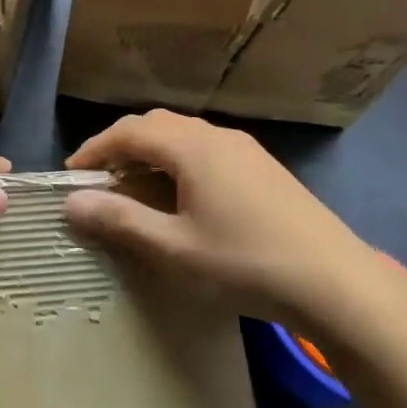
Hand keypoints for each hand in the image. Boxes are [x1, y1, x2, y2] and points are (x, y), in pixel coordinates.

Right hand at [64, 110, 395, 337]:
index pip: (129, 131)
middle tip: (99, 179)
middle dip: (121, 146)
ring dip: (151, 153)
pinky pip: (207, 150)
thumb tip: (72, 202)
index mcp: (193, 148)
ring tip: (133, 186)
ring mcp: (247, 151)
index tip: (71, 175)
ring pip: (185, 136)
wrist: (336, 282)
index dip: (95, 149)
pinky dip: (178, 162)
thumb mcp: (173, 248)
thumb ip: (120, 220)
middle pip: (157, 124)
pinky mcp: (264, 169)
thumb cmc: (245, 263)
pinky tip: (180, 195)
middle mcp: (219, 137)